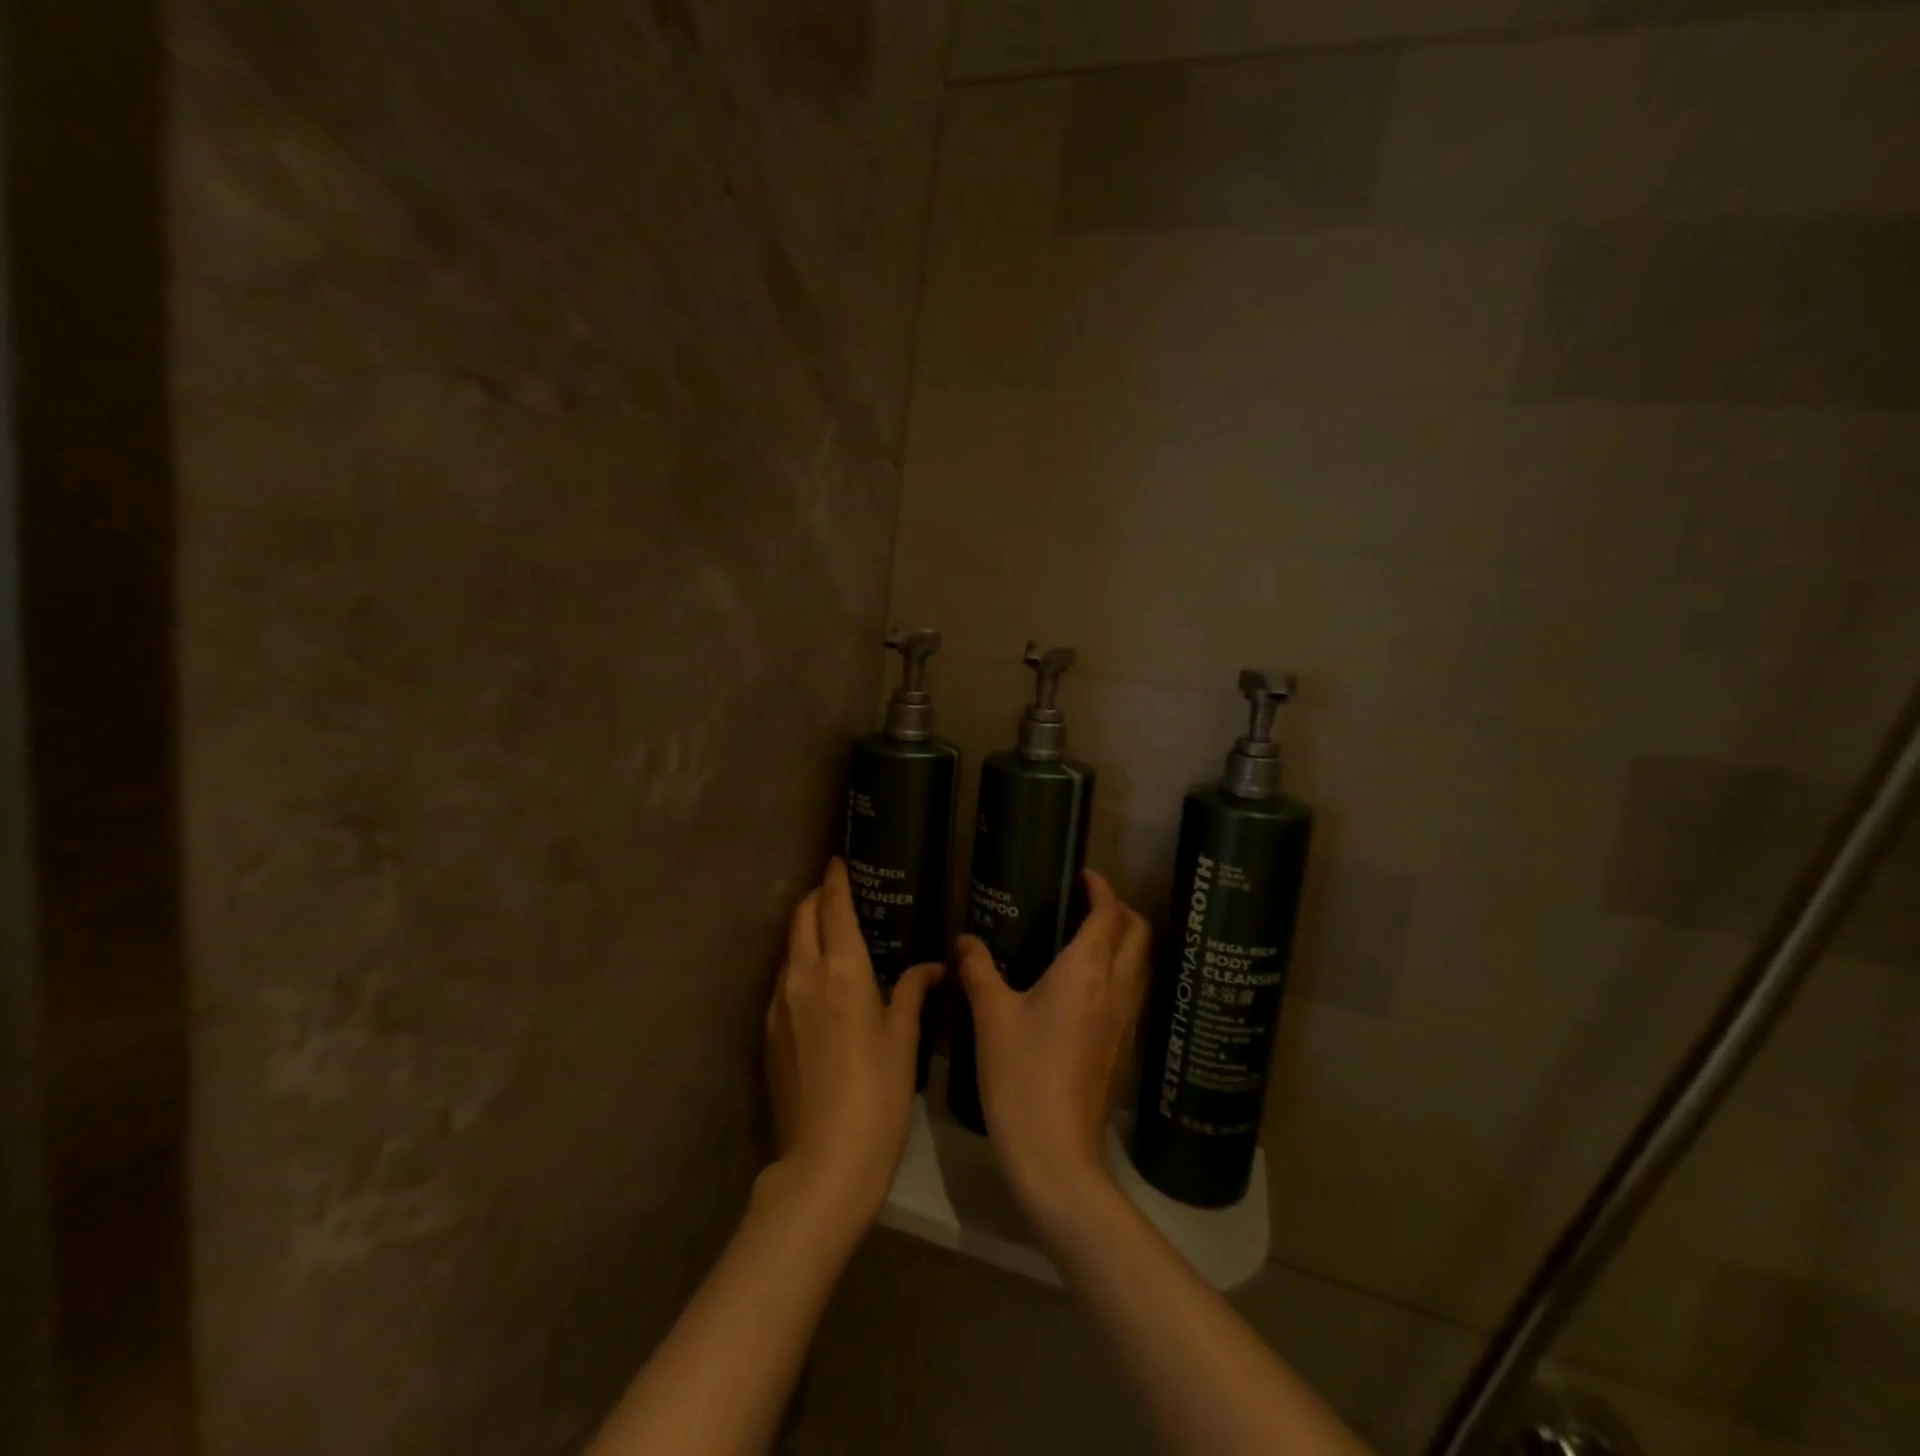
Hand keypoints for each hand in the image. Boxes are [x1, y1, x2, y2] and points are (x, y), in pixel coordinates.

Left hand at [764, 858, 940, 1226]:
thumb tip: (933, 967)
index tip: (839, 860)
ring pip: (789, 947)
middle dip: (817, 897)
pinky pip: (783, 979)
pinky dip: (799, 964)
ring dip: (805, 930)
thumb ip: (914, 992)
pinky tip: (818, 984)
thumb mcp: (904, 1039)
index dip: (836, 879)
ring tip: (831, 935)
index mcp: (842, 971)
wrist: (824, 1162)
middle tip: (838, 893)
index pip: (833, 907)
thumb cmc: (878, 1094)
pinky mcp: (768, 1031)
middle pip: (801, 917)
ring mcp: (779, 1004)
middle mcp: (803, 976)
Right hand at [957, 869, 1149, 1231]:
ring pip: (1141, 964)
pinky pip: (1134, 991)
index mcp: (1086, 971)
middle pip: (1138, 934)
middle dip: (1122, 909)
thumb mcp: (991, 1017)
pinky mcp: (1124, 1047)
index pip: (1108, 915)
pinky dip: (1122, 970)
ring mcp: (1125, 1021)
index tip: (1085, 875)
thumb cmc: (1021, 1075)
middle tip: (1089, 902)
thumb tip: (964, 939)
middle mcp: (1115, 989)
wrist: (1056, 1155)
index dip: (1102, 889)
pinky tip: (1090, 985)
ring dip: (1127, 940)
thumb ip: (978, 970)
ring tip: (1091, 936)